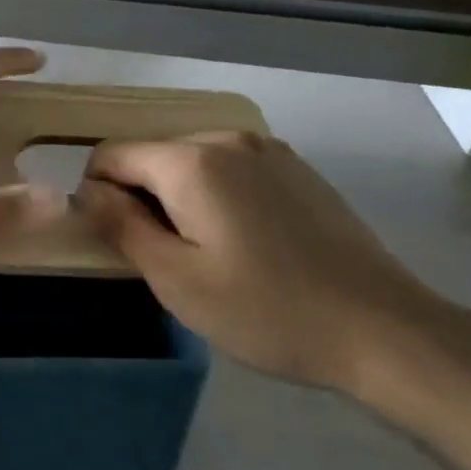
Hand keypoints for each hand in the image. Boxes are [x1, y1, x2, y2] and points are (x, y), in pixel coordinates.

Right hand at [76, 132, 470, 393]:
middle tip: (163, 258)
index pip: (112, 154)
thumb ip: (121, 226)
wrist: (384, 329)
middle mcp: (227, 140)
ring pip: (191, 163)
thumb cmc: (266, 310)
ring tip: (206, 254)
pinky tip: (244, 243)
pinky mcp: (297, 169)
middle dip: (140, 197)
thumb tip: (87, 191)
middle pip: (152, 155)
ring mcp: (269, 151)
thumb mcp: (176, 279)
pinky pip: (231, 170)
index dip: (97, 193)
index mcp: (191, 162)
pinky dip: (216, 196)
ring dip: (178, 198)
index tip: (115, 242)